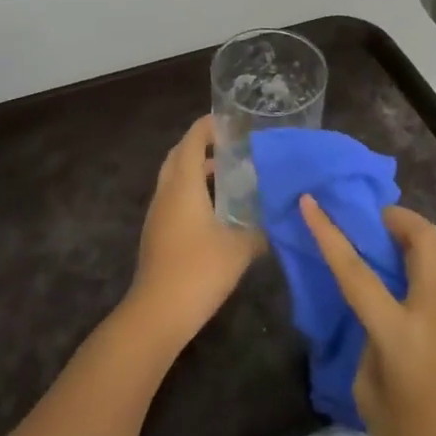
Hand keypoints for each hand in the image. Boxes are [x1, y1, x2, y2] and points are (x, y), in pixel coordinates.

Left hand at [125, 116, 264, 350]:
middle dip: (201, 145)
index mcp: (183, 184)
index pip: (192, 140)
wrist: (157, 314)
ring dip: (196, 171)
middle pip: (179, 156)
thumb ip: (260, 229)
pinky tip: (215, 210)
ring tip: (228, 175)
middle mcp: (166, 192)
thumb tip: (277, 218)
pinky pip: (174, 199)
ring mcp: (158, 214)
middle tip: (230, 145)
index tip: (230, 121)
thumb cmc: (198, 270)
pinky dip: (192, 192)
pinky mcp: (157, 234)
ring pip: (174, 179)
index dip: (208, 126)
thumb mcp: (240, 248)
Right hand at [300, 197, 435, 435]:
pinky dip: (409, 271)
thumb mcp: (369, 392)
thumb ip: (367, 342)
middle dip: (395, 217)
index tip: (310, 201)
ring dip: (402, 242)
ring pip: (430, 256)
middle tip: (366, 220)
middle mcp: (433, 311)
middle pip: (423, 237)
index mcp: (401, 331)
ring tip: (372, 252)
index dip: (329, 232)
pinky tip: (388, 292)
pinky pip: (431, 282)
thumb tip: (373, 319)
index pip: (357, 270)